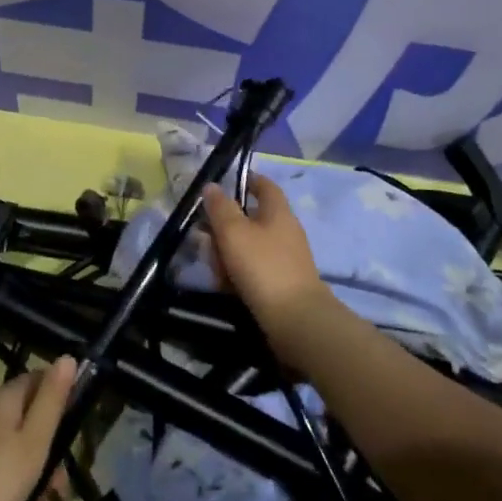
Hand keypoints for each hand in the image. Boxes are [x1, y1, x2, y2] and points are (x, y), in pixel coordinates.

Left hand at [0, 357, 77, 500]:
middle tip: (60, 487)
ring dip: (35, 477)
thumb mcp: (35, 441)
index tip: (75, 430)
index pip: (38, 379)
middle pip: (28, 419)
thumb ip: (52, 399)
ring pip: (16, 448)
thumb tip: (68, 357)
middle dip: (49, 451)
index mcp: (1, 398)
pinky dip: (14, 486)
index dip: (60, 397)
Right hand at [201, 174, 334, 349]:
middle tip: (205, 236)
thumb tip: (212, 186)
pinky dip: (238, 273)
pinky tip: (226, 286)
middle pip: (251, 219)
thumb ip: (220, 207)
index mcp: (278, 212)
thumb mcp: (234, 232)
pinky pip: (254, 269)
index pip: (264, 185)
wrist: (296, 320)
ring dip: (228, 253)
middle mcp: (285, 231)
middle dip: (225, 226)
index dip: (246, 180)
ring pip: (249, 246)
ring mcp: (285, 259)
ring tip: (213, 267)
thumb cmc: (263, 267)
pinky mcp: (282, 283)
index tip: (223, 184)